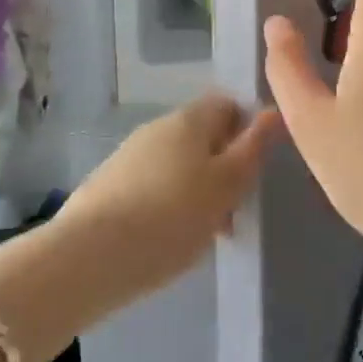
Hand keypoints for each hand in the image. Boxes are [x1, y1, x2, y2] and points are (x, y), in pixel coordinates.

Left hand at [59, 93, 280, 302]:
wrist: (88, 258)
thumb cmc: (171, 217)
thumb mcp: (226, 185)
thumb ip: (253, 148)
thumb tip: (274, 112)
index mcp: (190, 119)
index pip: (228, 104)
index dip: (248, 130)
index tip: (254, 169)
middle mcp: (158, 126)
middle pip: (203, 136)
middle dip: (223, 168)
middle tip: (234, 212)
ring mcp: (129, 154)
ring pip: (178, 163)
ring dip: (197, 190)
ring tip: (202, 235)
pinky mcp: (108, 184)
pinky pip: (152, 185)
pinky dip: (167, 204)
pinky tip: (166, 240)